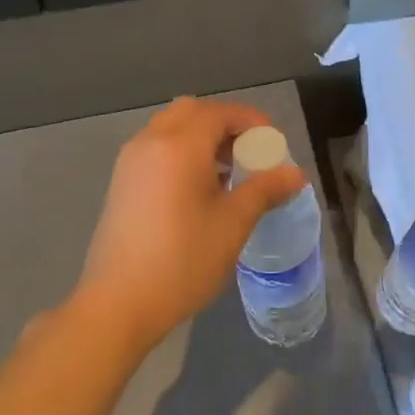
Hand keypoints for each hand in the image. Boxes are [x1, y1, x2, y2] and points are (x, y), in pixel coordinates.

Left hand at [69, 97, 304, 356]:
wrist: (119, 303)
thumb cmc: (183, 259)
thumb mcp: (234, 223)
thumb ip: (265, 190)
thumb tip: (296, 174)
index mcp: (179, 145)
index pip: (221, 113)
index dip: (252, 122)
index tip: (274, 146)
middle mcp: (151, 142)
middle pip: (192, 111)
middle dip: (225, 124)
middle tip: (249, 153)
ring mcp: (130, 161)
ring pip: (171, 128)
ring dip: (202, 137)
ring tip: (227, 173)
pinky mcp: (121, 182)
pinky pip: (156, 148)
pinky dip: (181, 151)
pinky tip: (197, 189)